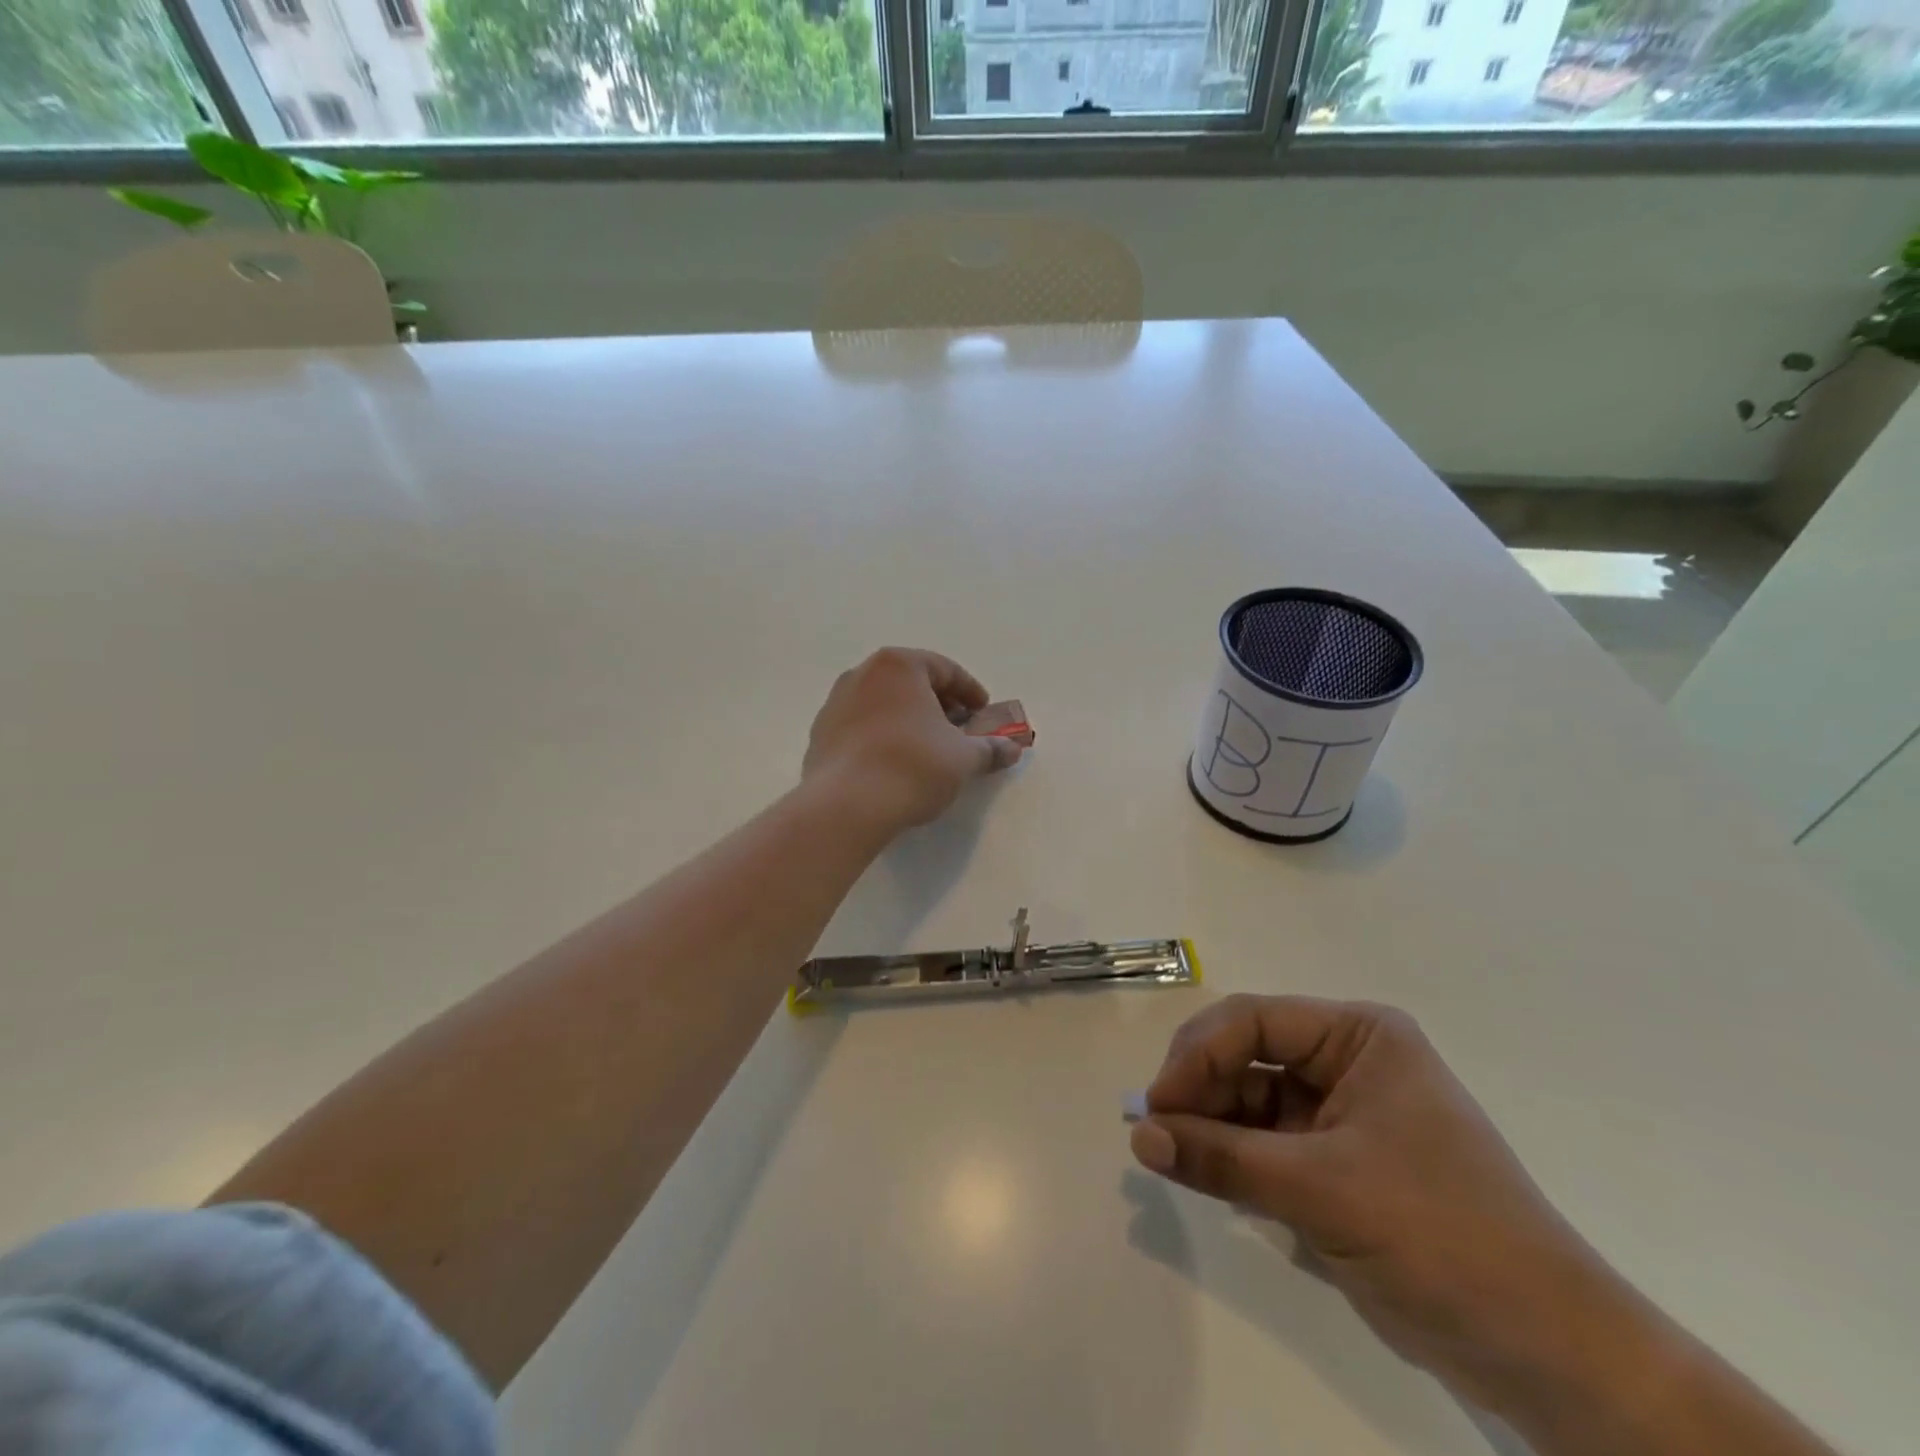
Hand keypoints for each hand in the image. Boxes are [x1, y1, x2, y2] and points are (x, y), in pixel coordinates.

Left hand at [803, 648, 1022, 834]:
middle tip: (960, 731)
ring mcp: (836, 703)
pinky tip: (895, 765)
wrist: (846, 806)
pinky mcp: (820, 734)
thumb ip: (990, 748)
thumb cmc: (912, 766)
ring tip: (929, 750)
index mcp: (898, 666)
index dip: (971, 692)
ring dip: (910, 721)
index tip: (984, 714)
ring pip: (884, 704)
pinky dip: (883, 737)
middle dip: (940, 705)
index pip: (945, 669)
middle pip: (912, 683)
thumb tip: (1012, 749)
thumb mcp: (963, 758)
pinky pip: (862, 727)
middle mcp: (862, 674)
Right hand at [1129, 995, 1642, 1425]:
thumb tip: (1138, 1137)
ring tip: (1169, 1156)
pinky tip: (1203, 1174)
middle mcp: (1348, 1061)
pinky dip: (1232, 1157)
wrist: (1547, 1354)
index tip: (1156, 1106)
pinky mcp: (1337, 1163)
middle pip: (1247, 1055)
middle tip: (1153, 1132)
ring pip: (1250, 1100)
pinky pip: (1265, 1143)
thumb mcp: (1322, 1190)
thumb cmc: (1442, 1237)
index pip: (1253, 1022)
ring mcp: (1342, 1113)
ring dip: (1209, 1125)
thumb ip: (1222, 1159)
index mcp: (1359, 1036)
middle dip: (1199, 1089)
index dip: (1197, 1055)